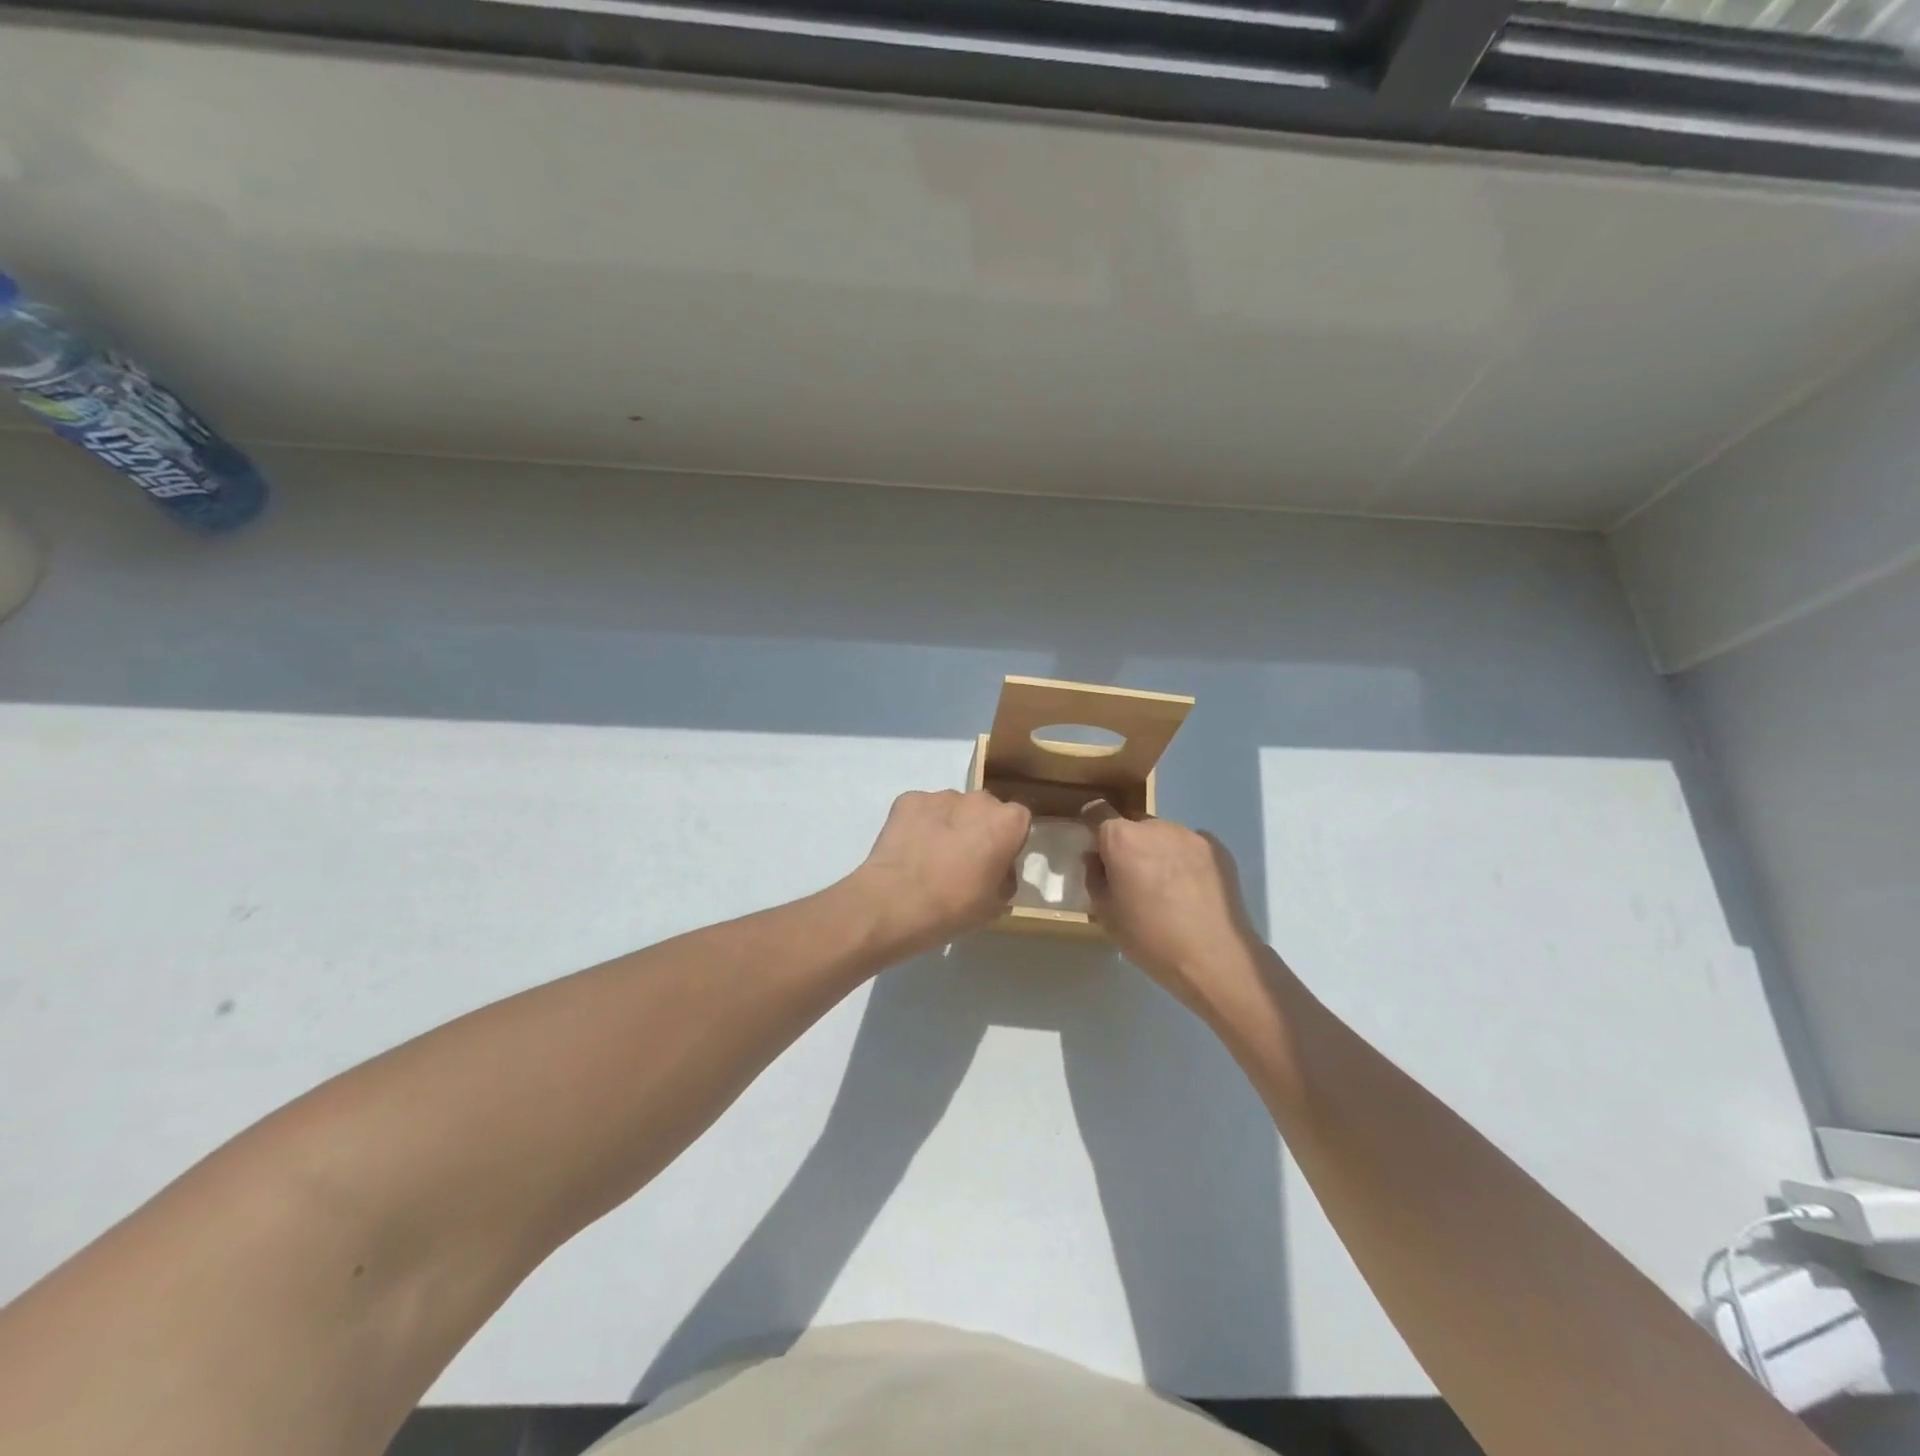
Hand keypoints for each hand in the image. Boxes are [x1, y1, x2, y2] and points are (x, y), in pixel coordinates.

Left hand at [852, 790, 1031, 954]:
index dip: (1009, 840)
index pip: (1019, 820)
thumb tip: (999, 870)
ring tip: (931, 857)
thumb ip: (1005, 878)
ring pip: (952, 808)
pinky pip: (921, 809)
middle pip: (984, 809)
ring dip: (948, 825)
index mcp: (1007, 822)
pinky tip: (910, 850)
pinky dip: (919, 824)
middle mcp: (977, 800)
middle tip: (964, 860)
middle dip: (978, 828)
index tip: (997, 862)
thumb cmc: (955, 907)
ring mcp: (940, 796)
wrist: (896, 902)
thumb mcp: (996, 904)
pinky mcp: (908, 800)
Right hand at [1081, 802, 1264, 1019]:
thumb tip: (1097, 858)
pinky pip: (1189, 846)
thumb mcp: (1105, 913)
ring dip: (1157, 851)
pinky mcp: (1218, 848)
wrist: (1213, 957)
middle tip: (1132, 878)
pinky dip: (1184, 860)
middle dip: (1128, 845)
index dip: (1092, 825)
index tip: (1094, 845)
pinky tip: (1190, 889)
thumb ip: (1095, 876)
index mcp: (1122, 838)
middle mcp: (1155, 826)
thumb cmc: (1149, 937)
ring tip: (1166, 887)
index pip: (1098, 812)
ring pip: (1163, 835)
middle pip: (1133, 826)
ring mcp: (1190, 835)